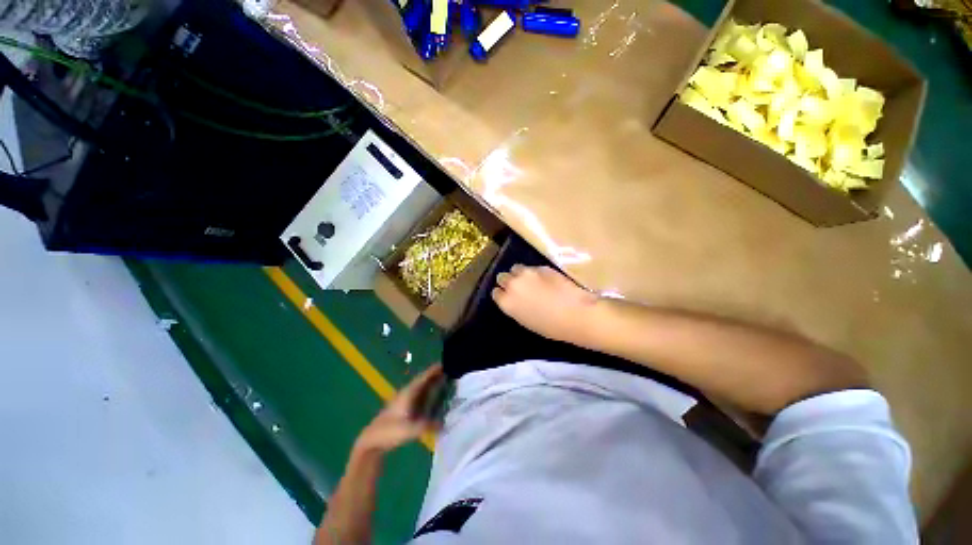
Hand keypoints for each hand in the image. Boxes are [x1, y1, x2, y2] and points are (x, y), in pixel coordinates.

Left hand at [354, 364, 444, 454]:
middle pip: (425, 380)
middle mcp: (408, 393)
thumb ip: (427, 426)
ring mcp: (406, 401)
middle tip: (452, 370)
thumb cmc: (389, 432)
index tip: (447, 362)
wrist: (371, 441)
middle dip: (437, 375)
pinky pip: (421, 397)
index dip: (435, 370)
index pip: (424, 377)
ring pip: (423, 388)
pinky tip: (437, 398)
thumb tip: (443, 424)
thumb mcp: (409, 430)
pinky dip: (430, 393)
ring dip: (434, 383)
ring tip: (448, 380)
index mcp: (409, 392)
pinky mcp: (405, 409)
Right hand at [493, 265, 599, 344]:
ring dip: (520, 274)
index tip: (509, 296)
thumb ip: (516, 308)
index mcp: (507, 303)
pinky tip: (546, 280)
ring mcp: (527, 273)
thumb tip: (516, 300)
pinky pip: (533, 268)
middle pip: (502, 277)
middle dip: (509, 281)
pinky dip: (536, 273)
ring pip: (516, 268)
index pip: (496, 293)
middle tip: (519, 287)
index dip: (503, 294)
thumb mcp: (526, 321)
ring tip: (531, 280)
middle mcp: (513, 285)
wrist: (576, 314)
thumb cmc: (551, 327)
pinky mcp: (542, 267)